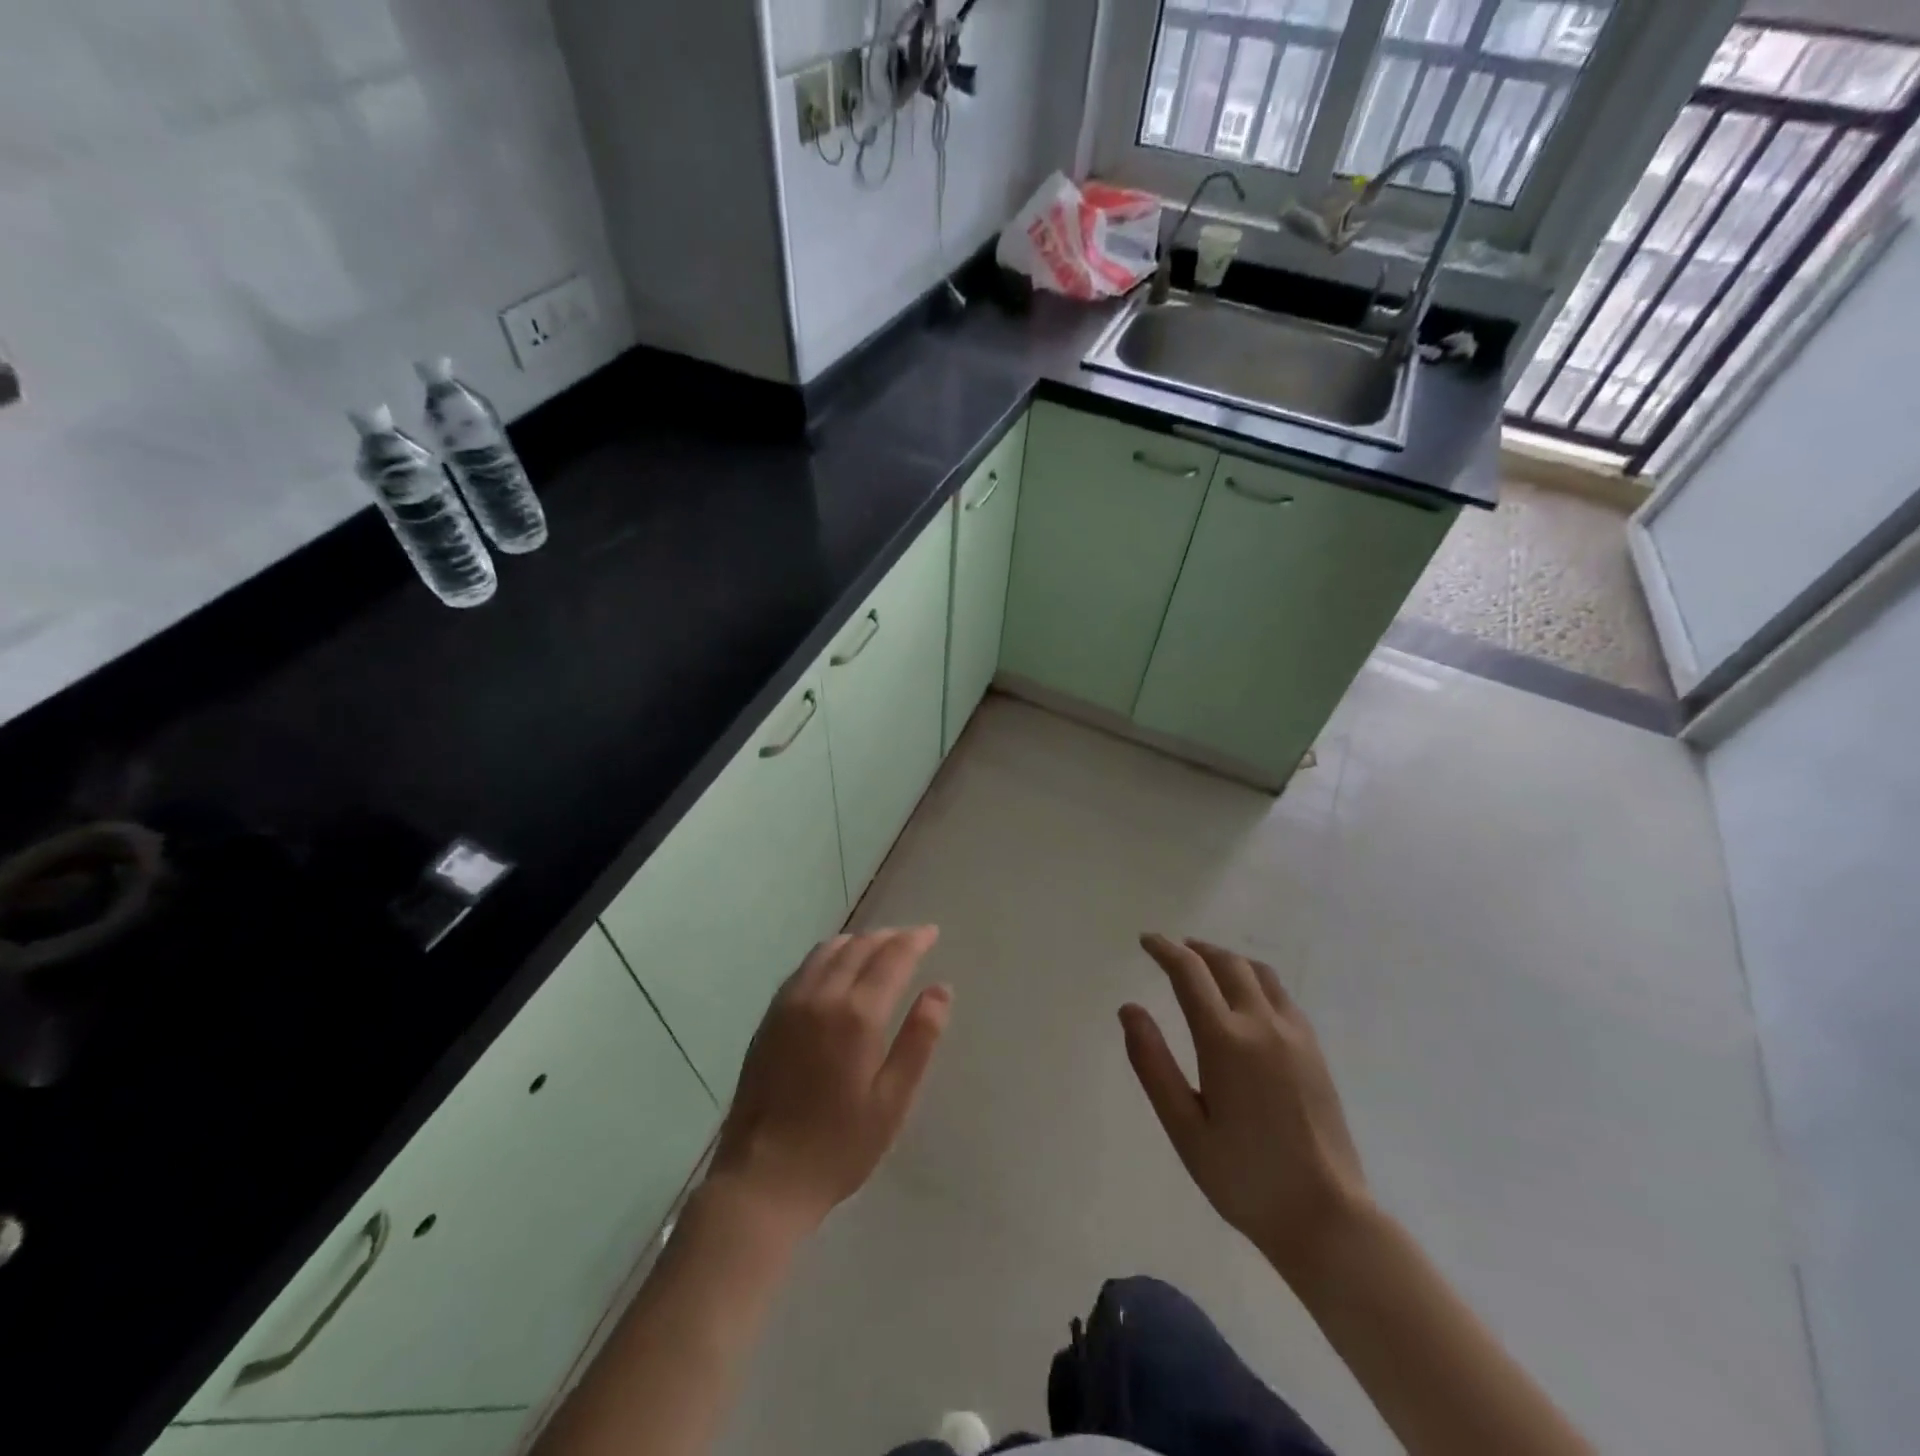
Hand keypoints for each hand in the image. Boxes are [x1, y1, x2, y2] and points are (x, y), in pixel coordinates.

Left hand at [707, 927, 950, 1239]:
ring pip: (828, 951)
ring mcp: (789, 1004)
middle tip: (910, 939)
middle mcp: (821, 996)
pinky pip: (804, 968)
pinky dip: (829, 955)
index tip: (931, 932)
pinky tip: (836, 968)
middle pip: (859, 947)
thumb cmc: (839, 1146)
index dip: (914, 940)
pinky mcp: (770, 1017)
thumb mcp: (892, 1101)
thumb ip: (919, 1040)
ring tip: (878, 948)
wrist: (763, 1178)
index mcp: (856, 1015)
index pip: (891, 957)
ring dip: (858, 941)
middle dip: (888, 937)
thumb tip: (941, 989)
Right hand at [1122, 934, 1369, 1277]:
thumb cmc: (1244, 1177)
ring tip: (1207, 964)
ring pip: (1259, 973)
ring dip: (1228, 959)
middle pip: (1227, 963)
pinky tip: (1246, 998)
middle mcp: (1262, 1025)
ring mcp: (1295, 1035)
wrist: (1326, 1217)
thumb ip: (1153, 1064)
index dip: (1165, 950)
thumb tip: (1129, 1010)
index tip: (1147, 941)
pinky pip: (1281, 994)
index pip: (1190, 974)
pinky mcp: (1314, 1050)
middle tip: (1172, 950)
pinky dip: (1255, 979)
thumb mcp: (1184, 1127)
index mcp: (1226, 1041)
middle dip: (1196, 950)